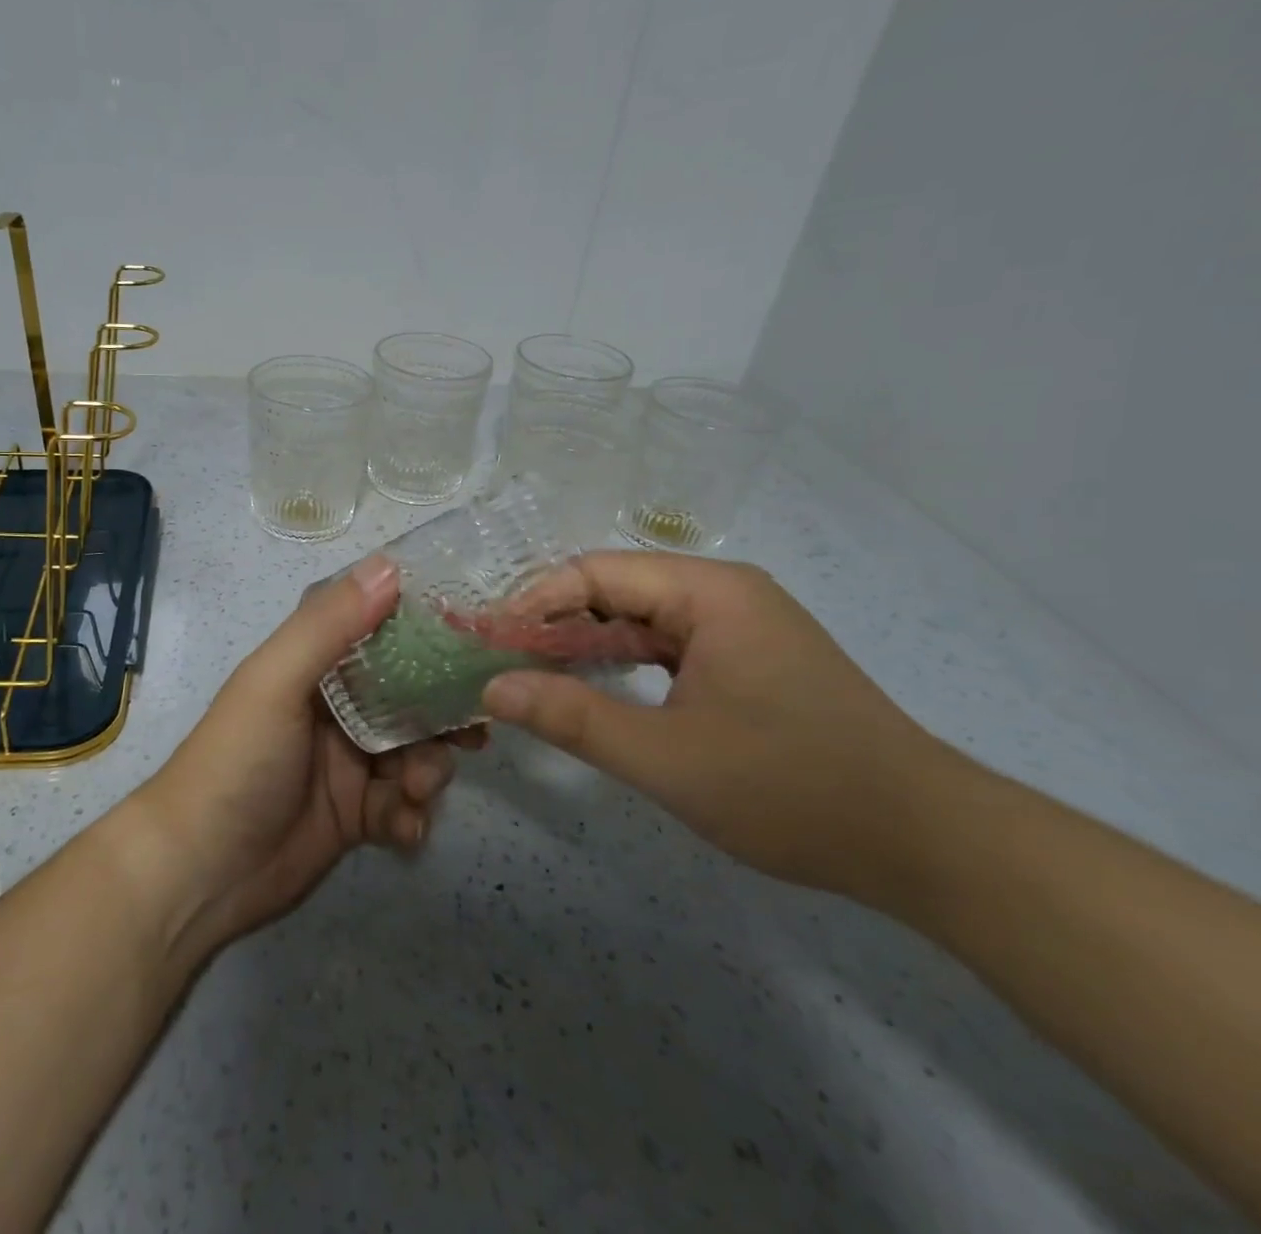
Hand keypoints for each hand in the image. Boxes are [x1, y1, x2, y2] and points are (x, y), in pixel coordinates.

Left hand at [135, 556, 469, 953]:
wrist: (199, 873)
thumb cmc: (236, 761)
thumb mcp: (276, 682)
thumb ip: (329, 625)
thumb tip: (389, 565)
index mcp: (314, 666)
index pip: (379, 631)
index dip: (426, 633)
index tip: (476, 638)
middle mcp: (336, 708)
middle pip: (410, 696)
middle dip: (442, 712)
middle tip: (473, 731)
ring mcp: (347, 763)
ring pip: (414, 752)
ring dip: (429, 769)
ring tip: (418, 789)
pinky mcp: (356, 817)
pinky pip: (402, 807)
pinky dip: (412, 817)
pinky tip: (404, 830)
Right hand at [482, 552, 954, 902]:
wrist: (930, 846)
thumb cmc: (794, 790)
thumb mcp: (667, 759)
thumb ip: (572, 718)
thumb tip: (492, 689)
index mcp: (710, 592)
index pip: (595, 573)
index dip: (533, 603)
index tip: (489, 644)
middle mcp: (725, 593)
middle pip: (615, 589)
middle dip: (553, 625)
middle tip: (502, 665)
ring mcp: (740, 626)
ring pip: (639, 619)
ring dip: (584, 645)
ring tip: (534, 678)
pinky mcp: (748, 659)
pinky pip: (667, 645)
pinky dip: (622, 662)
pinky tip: (594, 690)